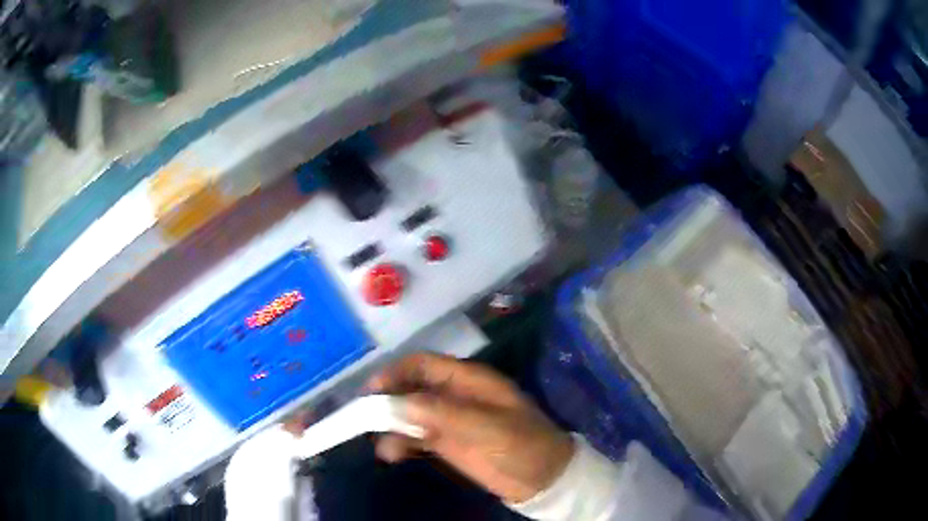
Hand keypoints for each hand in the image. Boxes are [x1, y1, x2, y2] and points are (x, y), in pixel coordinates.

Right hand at [366, 352, 574, 503]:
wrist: (542, 479)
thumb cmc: (522, 445)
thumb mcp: (487, 427)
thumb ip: (442, 414)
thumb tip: (396, 403)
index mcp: (468, 380)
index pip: (423, 365)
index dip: (395, 372)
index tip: (371, 391)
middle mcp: (453, 395)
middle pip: (410, 388)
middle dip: (387, 401)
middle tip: (365, 420)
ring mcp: (448, 420)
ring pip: (408, 414)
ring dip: (390, 426)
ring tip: (383, 447)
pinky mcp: (446, 443)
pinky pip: (415, 437)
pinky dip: (400, 443)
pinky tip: (392, 455)